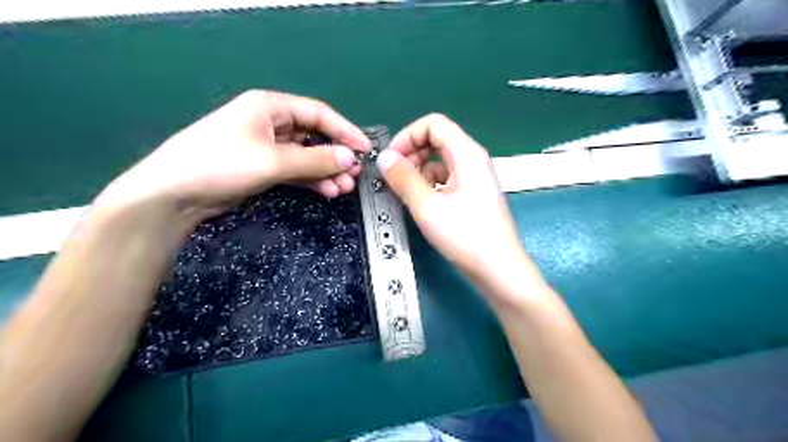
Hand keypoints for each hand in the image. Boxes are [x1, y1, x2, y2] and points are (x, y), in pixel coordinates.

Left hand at [95, 90, 372, 227]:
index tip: (366, 149)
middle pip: (314, 136)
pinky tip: (327, 191)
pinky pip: (296, 170)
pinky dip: (312, 180)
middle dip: (336, 155)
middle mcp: (270, 123)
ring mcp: (267, 147)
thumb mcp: (273, 160)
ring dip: (326, 171)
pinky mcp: (263, 167)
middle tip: (355, 174)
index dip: (345, 131)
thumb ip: (315, 160)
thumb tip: (351, 159)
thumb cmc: (221, 164)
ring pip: (307, 156)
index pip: (318, 114)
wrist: (174, 195)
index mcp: (270, 107)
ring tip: (344, 188)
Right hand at [373, 114, 527, 285]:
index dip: (408, 136)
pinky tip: (421, 202)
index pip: (433, 124)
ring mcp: (474, 177)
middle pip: (437, 140)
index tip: (391, 159)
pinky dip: (429, 184)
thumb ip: (403, 178)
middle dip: (411, 153)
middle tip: (393, 177)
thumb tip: (384, 157)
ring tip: (404, 193)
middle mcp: (473, 159)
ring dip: (418, 170)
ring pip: (440, 161)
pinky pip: (446, 178)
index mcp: (466, 154)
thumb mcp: (427, 206)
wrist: (497, 268)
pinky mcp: (473, 194)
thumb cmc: (464, 235)